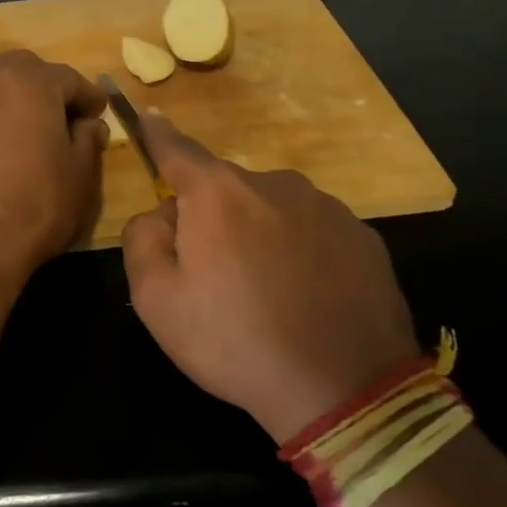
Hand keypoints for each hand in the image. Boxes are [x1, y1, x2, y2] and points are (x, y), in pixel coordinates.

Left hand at [0, 49, 107, 282]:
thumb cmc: (32, 206)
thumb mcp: (80, 176)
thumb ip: (88, 141)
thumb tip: (88, 126)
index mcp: (29, 81)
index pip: (69, 79)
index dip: (88, 97)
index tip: (100, 113)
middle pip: (25, 73)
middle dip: (48, 89)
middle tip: (65, 119)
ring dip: (17, 104)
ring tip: (33, 137)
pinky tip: (2, 154)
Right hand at [121, 113, 419, 442]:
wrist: (344, 390)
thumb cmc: (235, 341)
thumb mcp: (156, 299)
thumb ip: (142, 238)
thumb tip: (163, 213)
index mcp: (218, 193)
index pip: (178, 150)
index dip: (158, 135)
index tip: (148, 116)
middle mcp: (274, 183)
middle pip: (227, 190)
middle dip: (213, 218)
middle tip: (214, 277)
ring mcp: (325, 207)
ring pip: (273, 210)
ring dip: (260, 235)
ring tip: (267, 295)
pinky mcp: (363, 236)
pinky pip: (313, 232)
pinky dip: (301, 253)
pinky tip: (307, 298)